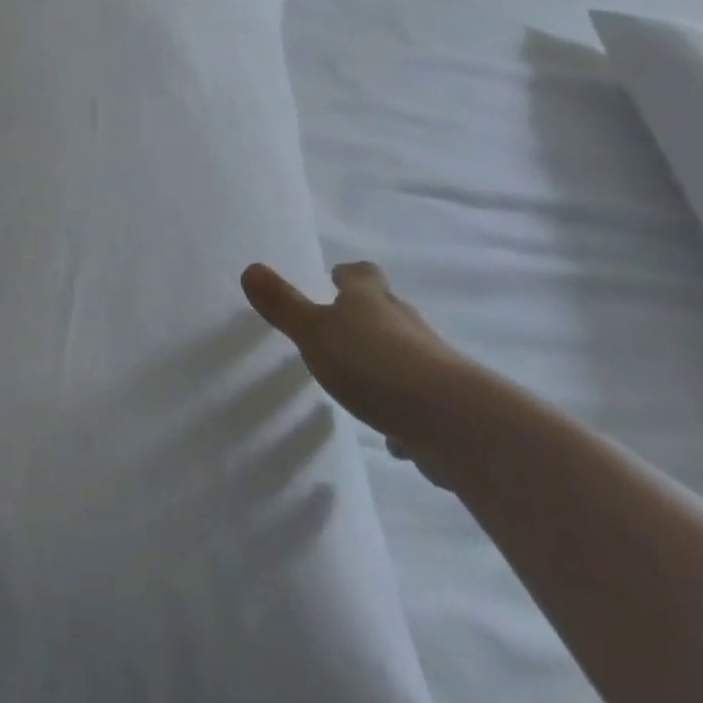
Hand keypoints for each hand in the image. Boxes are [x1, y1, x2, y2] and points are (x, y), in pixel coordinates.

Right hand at [241, 260, 472, 484]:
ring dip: (386, 362)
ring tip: (362, 379)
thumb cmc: (373, 364)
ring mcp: (431, 365)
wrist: (452, 421)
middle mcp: (404, 324)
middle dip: (368, 315)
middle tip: (342, 325)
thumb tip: (250, 268)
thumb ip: (283, 305)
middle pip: (386, 309)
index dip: (348, 275)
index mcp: (371, 301)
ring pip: (404, 354)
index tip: (336, 277)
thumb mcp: (315, 332)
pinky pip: (418, 402)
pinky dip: (404, 410)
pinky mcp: (445, 407)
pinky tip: (392, 433)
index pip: (361, 275)